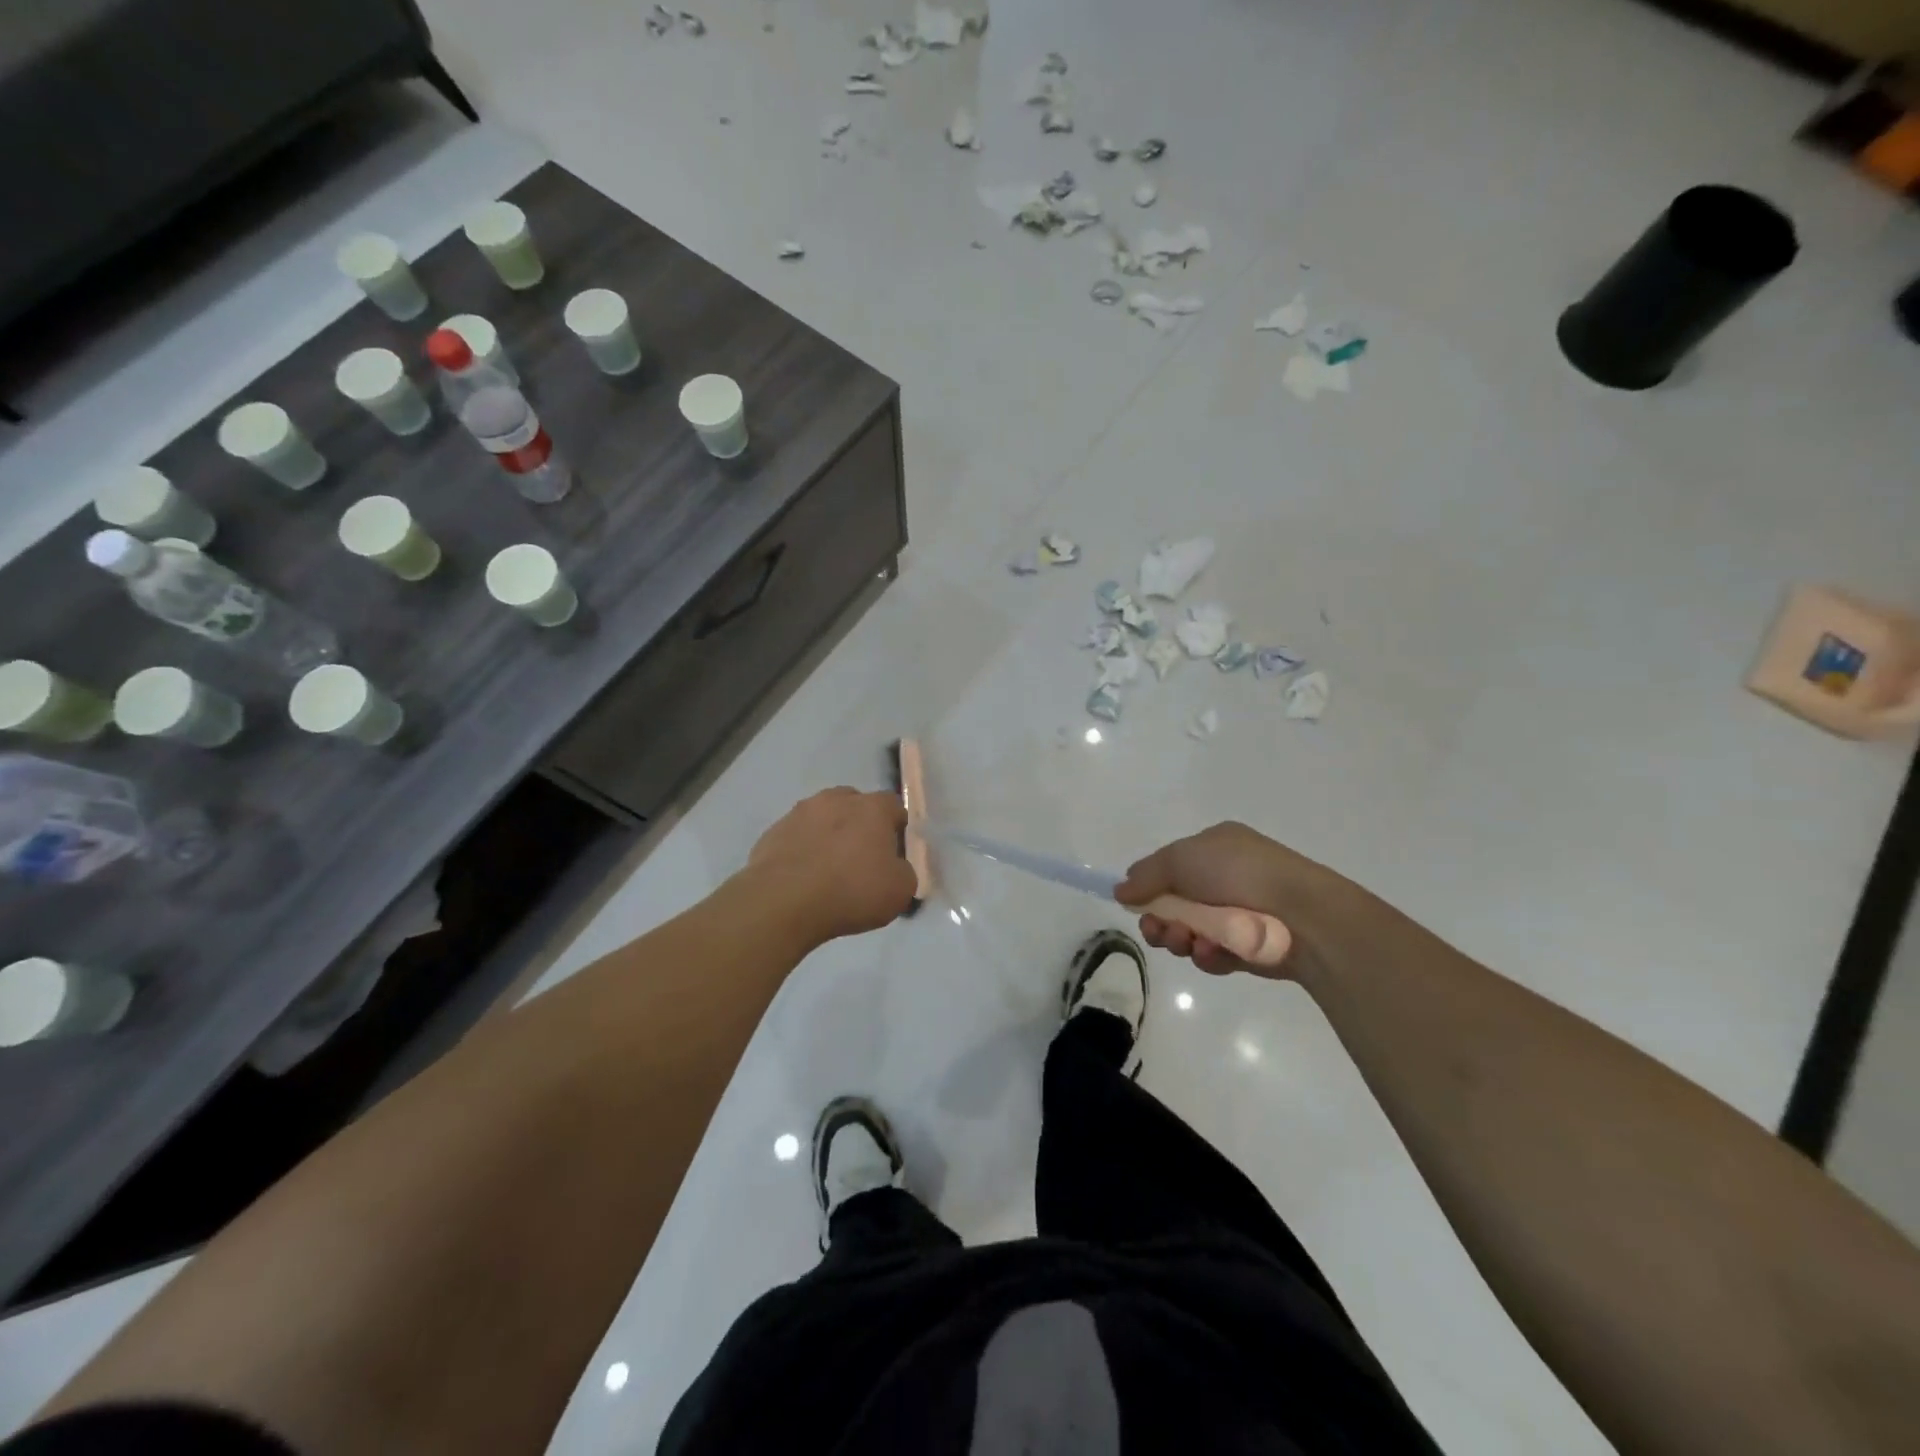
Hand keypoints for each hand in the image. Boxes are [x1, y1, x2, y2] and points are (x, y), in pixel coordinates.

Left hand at [747, 788, 917, 943]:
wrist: (783, 902)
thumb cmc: (851, 891)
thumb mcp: (900, 891)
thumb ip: (903, 871)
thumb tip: (894, 867)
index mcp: (872, 807)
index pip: (894, 806)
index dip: (896, 829)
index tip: (893, 855)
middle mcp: (836, 799)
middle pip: (855, 806)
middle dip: (860, 827)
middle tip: (860, 860)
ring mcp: (800, 813)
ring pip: (822, 819)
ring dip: (828, 836)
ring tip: (827, 871)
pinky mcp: (772, 832)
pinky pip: (796, 837)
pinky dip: (802, 851)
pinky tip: (802, 879)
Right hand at [1115, 821, 1356, 980]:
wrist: (1302, 914)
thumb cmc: (1238, 873)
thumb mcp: (1181, 859)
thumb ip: (1146, 875)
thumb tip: (1120, 890)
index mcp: (1215, 847)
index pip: (1171, 866)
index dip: (1150, 887)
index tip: (1134, 905)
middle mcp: (1227, 878)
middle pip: (1176, 904)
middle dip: (1161, 921)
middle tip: (1157, 931)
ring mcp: (1240, 914)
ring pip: (1192, 932)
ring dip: (1181, 939)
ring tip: (1187, 942)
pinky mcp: (1250, 948)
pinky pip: (1216, 954)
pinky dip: (1209, 955)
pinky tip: (1214, 952)